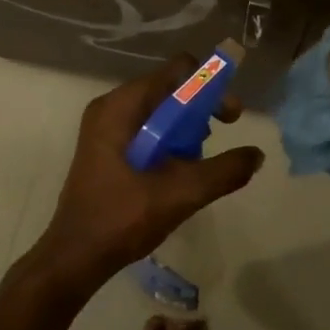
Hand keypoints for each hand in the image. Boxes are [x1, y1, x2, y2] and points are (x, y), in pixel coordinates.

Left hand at [30, 56, 264, 291]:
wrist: (73, 260)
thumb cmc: (121, 219)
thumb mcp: (180, 194)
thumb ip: (223, 171)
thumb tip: (257, 155)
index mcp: (122, 106)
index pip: (177, 70)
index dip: (210, 86)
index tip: (229, 115)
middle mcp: (112, 107)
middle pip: (170, 88)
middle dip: (202, 107)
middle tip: (224, 132)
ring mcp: (105, 127)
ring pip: (160, 109)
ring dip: (187, 126)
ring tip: (199, 157)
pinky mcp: (106, 147)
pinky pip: (148, 127)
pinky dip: (169, 139)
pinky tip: (179, 169)